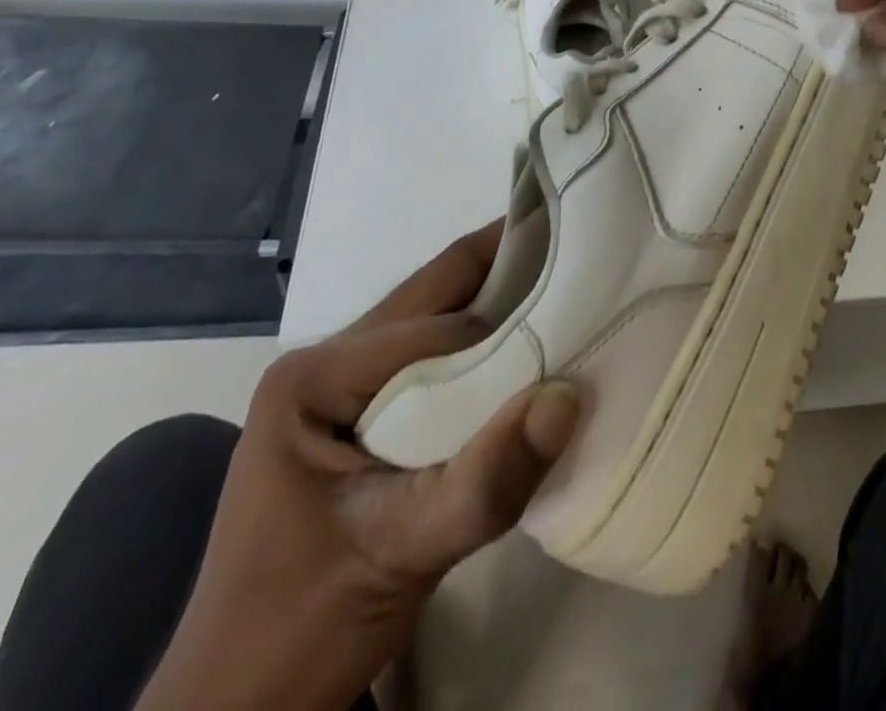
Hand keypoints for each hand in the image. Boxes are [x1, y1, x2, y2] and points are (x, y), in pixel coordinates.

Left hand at [136, 222, 581, 710]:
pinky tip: (531, 362)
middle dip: (510, 271)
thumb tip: (569, 398)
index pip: (437, 329)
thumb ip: (485, 484)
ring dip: (503, 311)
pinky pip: (436, 361)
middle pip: (436, 295)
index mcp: (316, 374)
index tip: (581, 322)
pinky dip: (486, 357)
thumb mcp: (397, 557)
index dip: (508, 328)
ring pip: (440, 321)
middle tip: (584, 255)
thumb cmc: (301, 630)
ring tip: (573, 298)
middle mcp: (327, 358)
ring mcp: (342, 384)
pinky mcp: (362, 414)